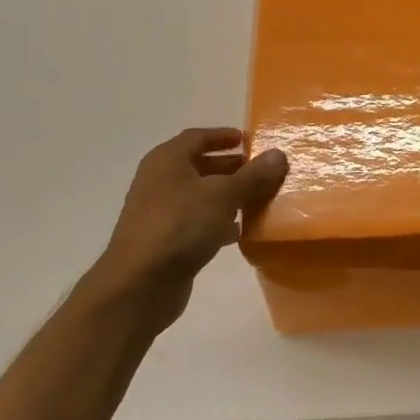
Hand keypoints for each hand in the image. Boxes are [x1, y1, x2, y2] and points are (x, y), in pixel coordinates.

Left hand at [81, 127, 288, 332]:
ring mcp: (161, 213)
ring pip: (200, 196)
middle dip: (231, 168)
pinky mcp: (166, 241)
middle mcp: (160, 181)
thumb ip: (253, 175)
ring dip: (228, 196)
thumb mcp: (223, 195)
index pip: (197, 137)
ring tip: (259, 200)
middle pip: (199, 166)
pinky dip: (219, 222)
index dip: (223, 136)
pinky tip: (240, 232)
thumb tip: (278, 154)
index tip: (250, 140)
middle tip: (261, 172)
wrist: (140, 283)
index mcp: (167, 160)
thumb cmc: (180, 226)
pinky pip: (197, 223)